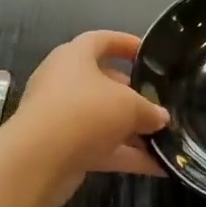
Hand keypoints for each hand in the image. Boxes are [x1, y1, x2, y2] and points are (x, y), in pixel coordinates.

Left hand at [6, 30, 168, 205]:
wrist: (39, 159)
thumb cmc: (85, 111)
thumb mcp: (129, 105)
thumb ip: (149, 109)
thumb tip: (161, 117)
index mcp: (74, 57)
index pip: (101, 40)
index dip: (125, 43)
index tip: (148, 53)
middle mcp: (64, 82)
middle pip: (104, 83)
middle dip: (134, 95)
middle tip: (160, 103)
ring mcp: (62, 117)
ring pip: (103, 119)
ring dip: (133, 130)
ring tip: (166, 138)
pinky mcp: (63, 148)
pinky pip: (101, 148)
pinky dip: (127, 155)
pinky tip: (158, 166)